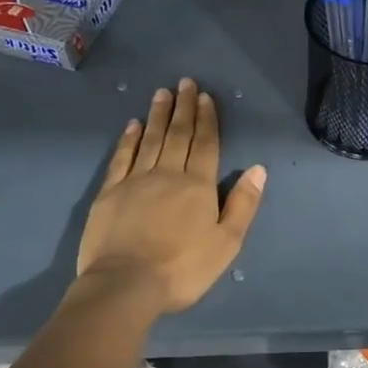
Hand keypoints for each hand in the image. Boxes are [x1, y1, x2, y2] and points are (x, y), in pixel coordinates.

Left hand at [76, 79, 267, 313]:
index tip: (206, 97)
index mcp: (198, 186)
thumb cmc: (183, 268)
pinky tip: (133, 125)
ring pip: (150, 140)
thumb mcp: (227, 243)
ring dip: (158, 115)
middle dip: (184, 108)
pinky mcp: (109, 193)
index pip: (206, 144)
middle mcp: (167, 174)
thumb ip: (243, 204)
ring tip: (162, 93)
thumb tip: (258, 169)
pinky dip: (128, 139)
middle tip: (185, 83)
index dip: (207, 120)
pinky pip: (121, 157)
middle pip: (178, 135)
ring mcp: (135, 181)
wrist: (125, 285)